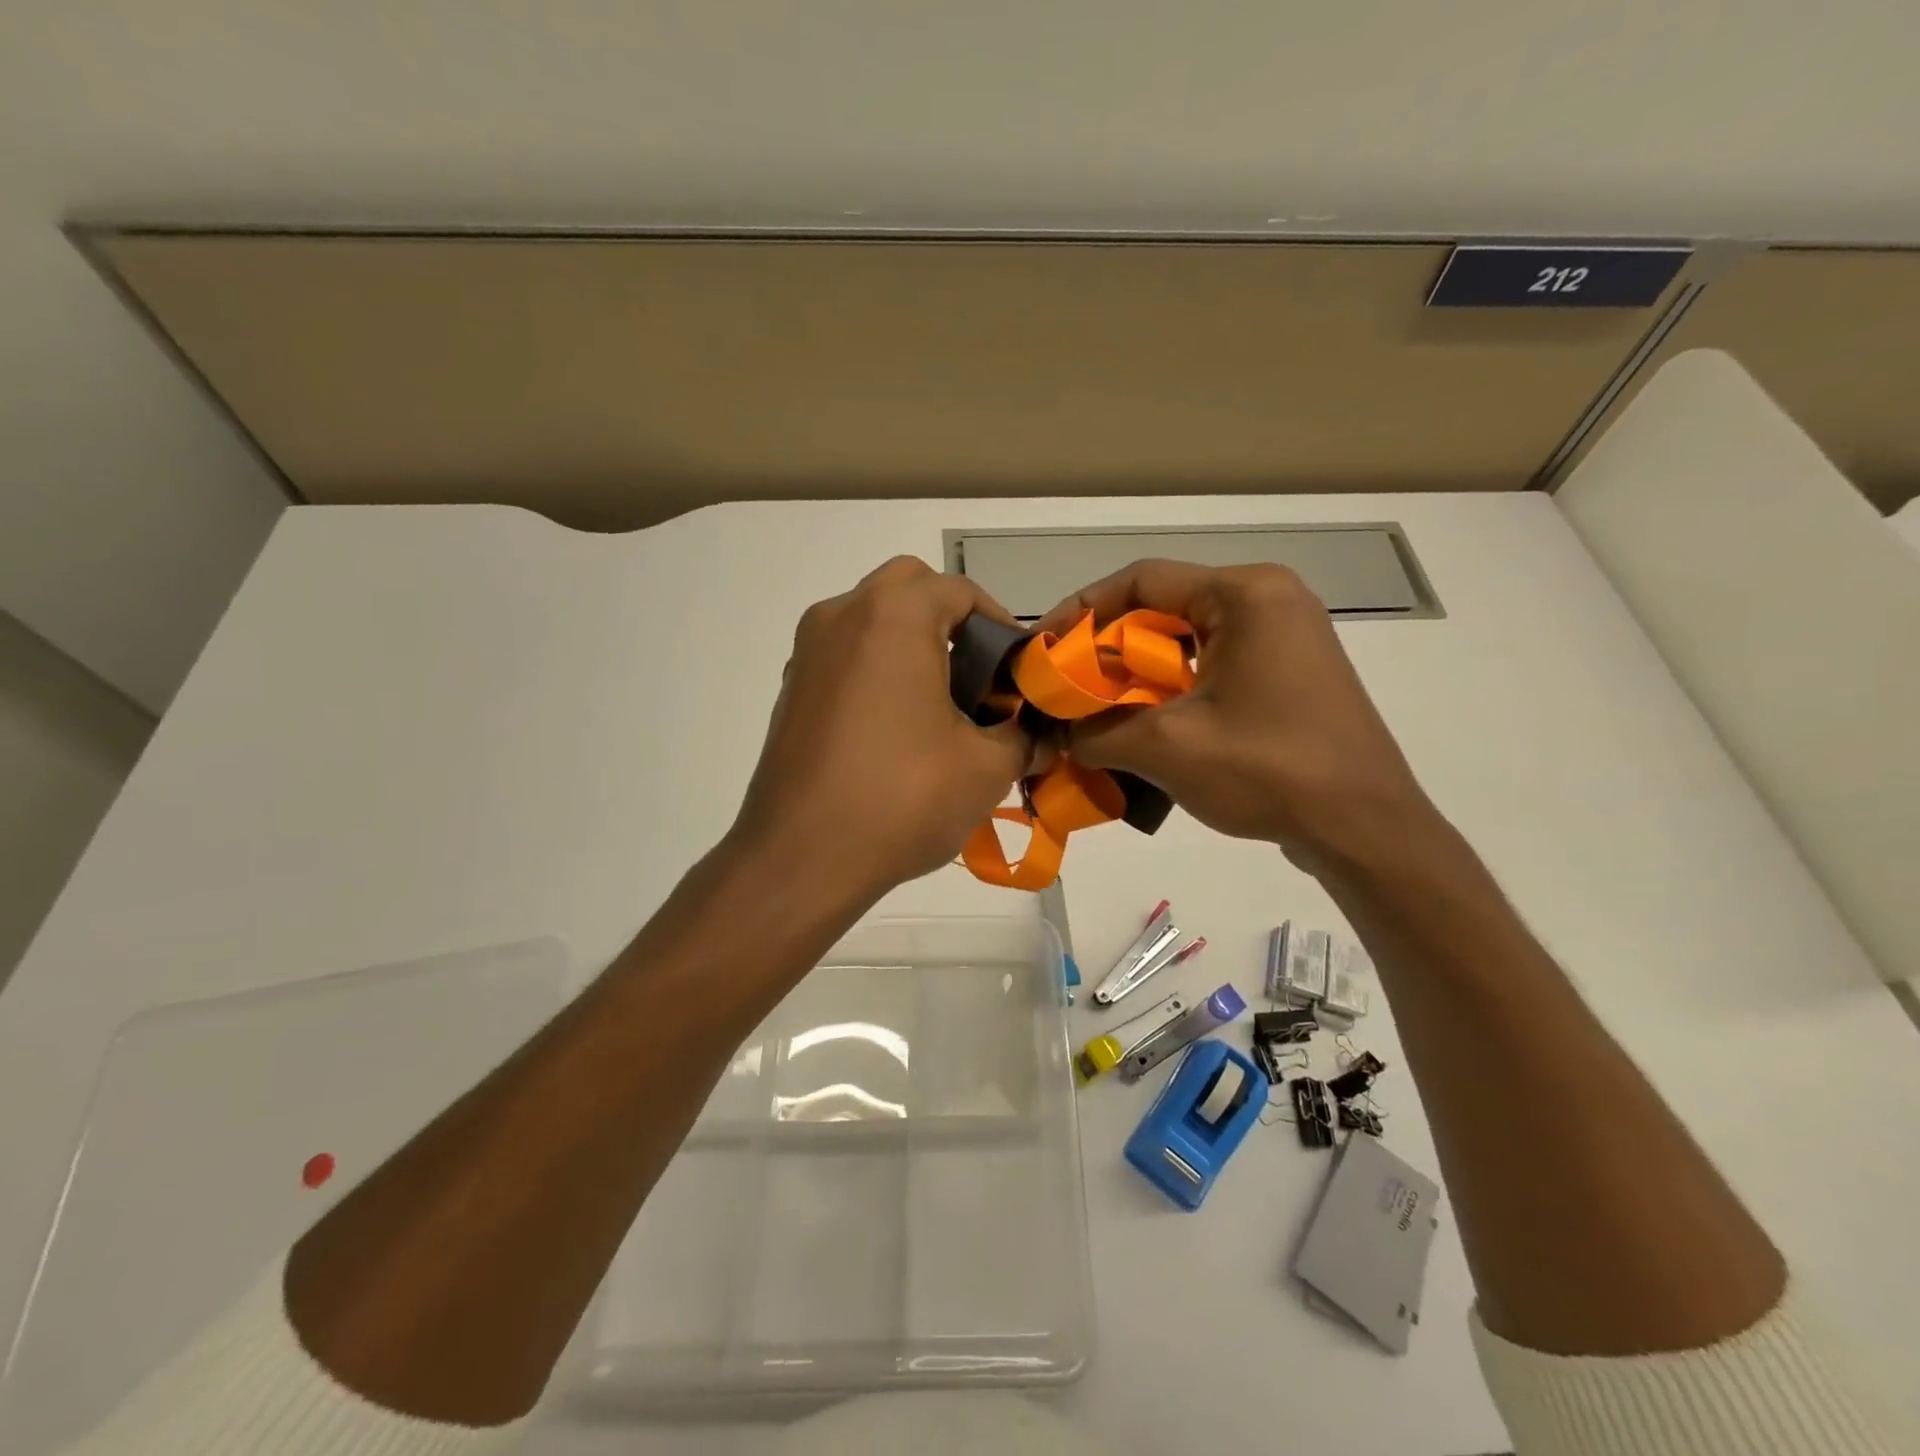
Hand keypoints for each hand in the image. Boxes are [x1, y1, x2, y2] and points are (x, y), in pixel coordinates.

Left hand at [731, 557, 1033, 902]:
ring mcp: (806, 653)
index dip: (1001, 627)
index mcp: (893, 616)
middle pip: (909, 589)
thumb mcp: (986, 768)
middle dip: (951, 622)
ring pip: (871, 620)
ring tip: (940, 706)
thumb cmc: (902, 798)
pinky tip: (895, 730)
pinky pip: (844, 657)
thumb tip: (1038, 735)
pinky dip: (876, 671)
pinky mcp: (790, 690)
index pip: (961, 591)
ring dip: (910, 644)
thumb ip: (1023, 737)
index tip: (1017, 673)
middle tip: (978, 677)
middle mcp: (841, 616)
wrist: (801, 858)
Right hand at [1035, 559, 1438, 869]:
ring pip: (1187, 641)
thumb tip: (1057, 734)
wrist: (1365, 830)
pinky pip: (1214, 666)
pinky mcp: (1289, 674)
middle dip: (1108, 649)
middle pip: (1164, 609)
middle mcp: (1268, 601)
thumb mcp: (1167, 747)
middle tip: (1067, 687)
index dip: (1082, 611)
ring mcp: (1285, 638)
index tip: (1045, 649)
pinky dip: (1172, 690)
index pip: (1142, 580)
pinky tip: (1146, 727)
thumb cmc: (1268, 770)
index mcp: (1244, 595)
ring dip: (1137, 675)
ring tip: (1098, 711)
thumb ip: (1096, 731)